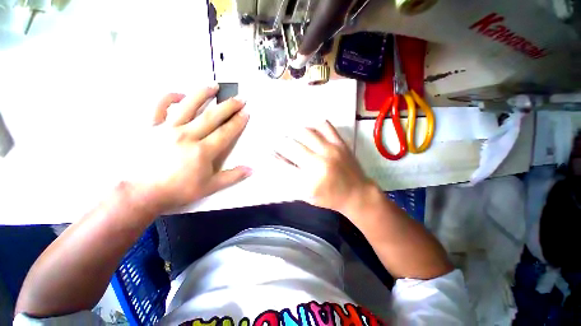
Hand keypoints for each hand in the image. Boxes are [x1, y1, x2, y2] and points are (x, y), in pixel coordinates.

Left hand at [125, 86, 250, 211]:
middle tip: (240, 98)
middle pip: (212, 116)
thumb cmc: (178, 190)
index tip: (247, 112)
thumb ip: (232, 177)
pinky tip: (180, 94)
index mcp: (203, 151)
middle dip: (229, 106)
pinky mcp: (150, 127)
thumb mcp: (210, 187)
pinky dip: (169, 97)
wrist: (141, 192)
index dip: (238, 122)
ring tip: (214, 85)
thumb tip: (251, 169)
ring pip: (188, 106)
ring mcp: (167, 129)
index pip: (226, 132)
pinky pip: (159, 106)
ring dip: (203, 93)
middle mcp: (187, 135)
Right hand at [274, 121, 373, 215]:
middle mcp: (320, 162)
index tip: (268, 152)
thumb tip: (279, 159)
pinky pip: (325, 126)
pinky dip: (313, 125)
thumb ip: (292, 178)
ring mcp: (332, 149)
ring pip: (306, 132)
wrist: (357, 193)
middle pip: (292, 145)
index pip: (284, 164)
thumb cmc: (329, 197)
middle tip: (277, 142)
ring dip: (293, 132)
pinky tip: (308, 130)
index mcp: (311, 180)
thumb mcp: (307, 194)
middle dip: (280, 143)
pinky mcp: (341, 143)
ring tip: (290, 134)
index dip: (273, 157)